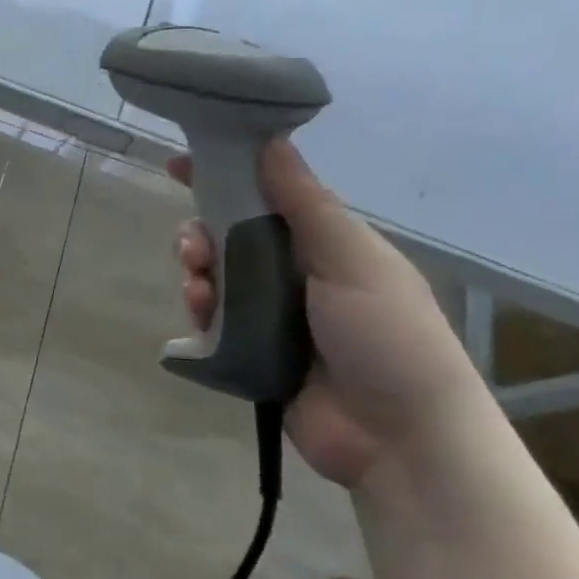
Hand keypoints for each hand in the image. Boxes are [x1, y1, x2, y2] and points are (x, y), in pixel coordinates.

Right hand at [172, 139, 484, 486]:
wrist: (400, 438)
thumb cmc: (388, 336)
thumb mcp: (353, 259)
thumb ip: (305, 202)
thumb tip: (270, 139)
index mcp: (327, 245)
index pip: (268, 196)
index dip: (226, 176)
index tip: (179, 164)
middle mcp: (296, 274)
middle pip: (231, 236)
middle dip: (203, 233)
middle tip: (193, 244)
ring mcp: (271, 315)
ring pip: (215, 276)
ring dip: (197, 271)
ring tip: (197, 285)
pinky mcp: (250, 352)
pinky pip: (210, 319)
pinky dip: (199, 310)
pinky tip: (199, 313)